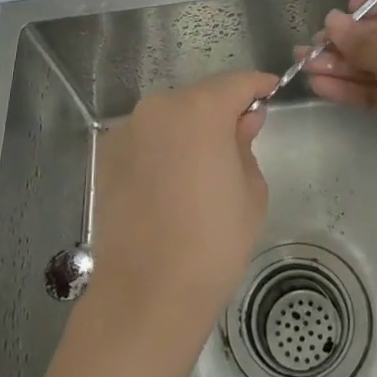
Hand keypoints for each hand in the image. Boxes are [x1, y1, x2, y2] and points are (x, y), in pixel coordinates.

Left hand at [85, 70, 275, 332]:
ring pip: (169, 118)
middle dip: (220, 112)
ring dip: (187, 132)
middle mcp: (158, 108)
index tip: (271, 92)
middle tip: (238, 141)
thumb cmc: (213, 242)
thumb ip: (245, 144)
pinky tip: (169, 185)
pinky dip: (161, 149)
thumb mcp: (250, 191)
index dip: (257, 86)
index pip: (236, 83)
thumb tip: (242, 121)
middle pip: (199, 98)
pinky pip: (145, 139)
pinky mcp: (106, 156)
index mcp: (199, 110)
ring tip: (200, 170)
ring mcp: (127, 131)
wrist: (146, 293)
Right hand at [305, 0, 376, 202]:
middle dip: (346, 40)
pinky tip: (319, 87)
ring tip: (303, 66)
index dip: (375, 0)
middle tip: (309, 48)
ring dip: (342, 64)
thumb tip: (331, 20)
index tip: (345, 14)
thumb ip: (364, 42)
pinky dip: (351, 88)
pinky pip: (376, 90)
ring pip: (376, 63)